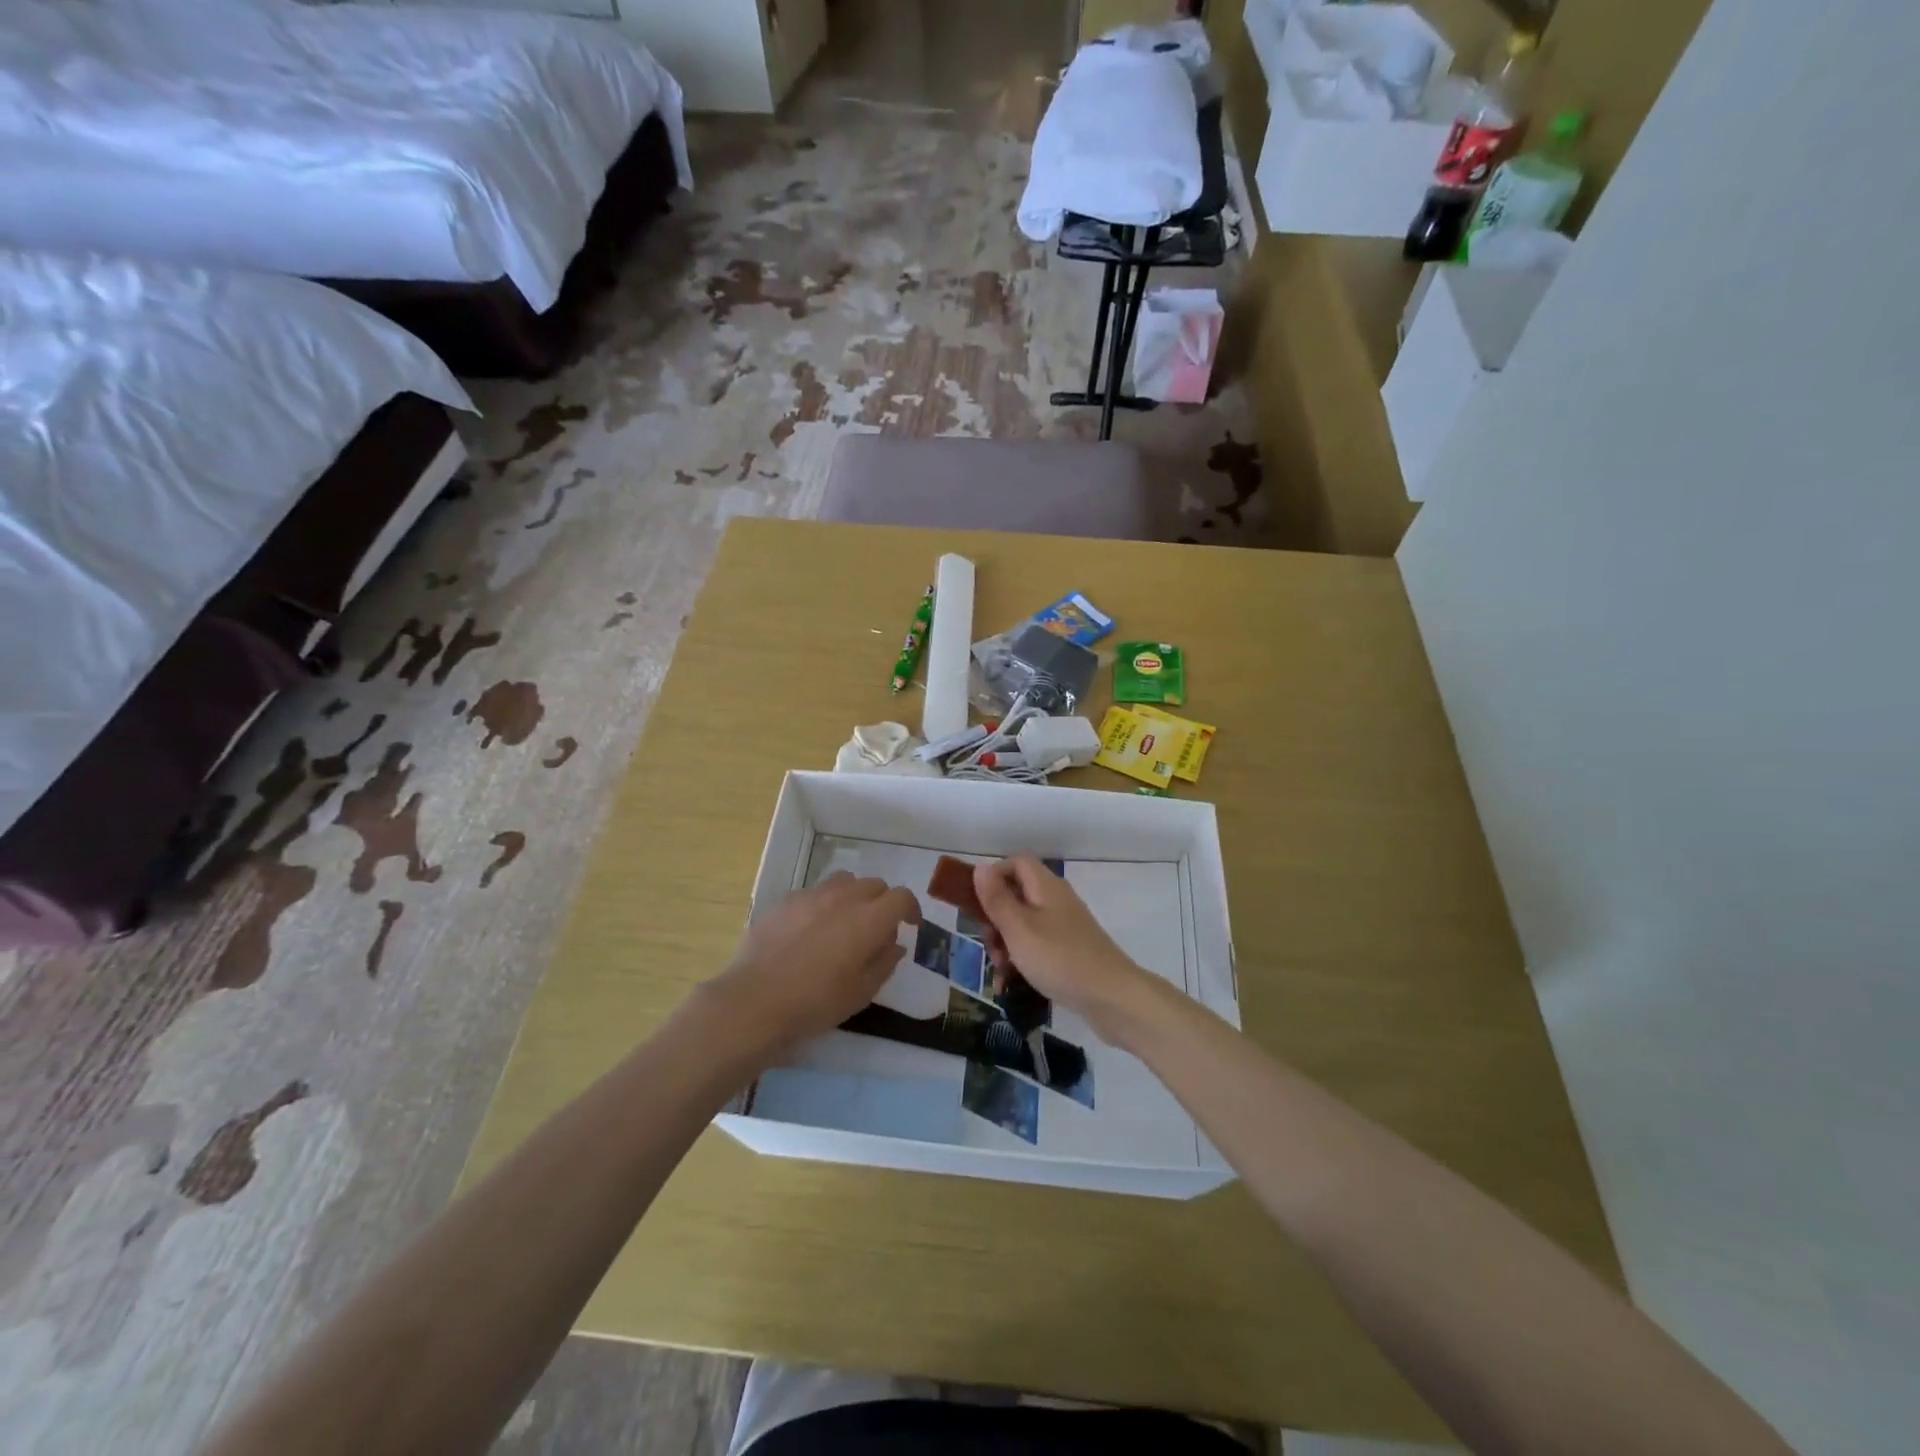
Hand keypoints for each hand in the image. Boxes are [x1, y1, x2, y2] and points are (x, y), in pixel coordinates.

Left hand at [711, 873, 920, 1054]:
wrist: (755, 1001)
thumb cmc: (816, 1002)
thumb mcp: (861, 993)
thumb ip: (884, 963)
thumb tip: (895, 944)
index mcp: (868, 919)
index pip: (901, 897)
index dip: (910, 909)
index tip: (910, 926)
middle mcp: (843, 897)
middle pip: (874, 884)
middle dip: (882, 902)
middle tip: (876, 930)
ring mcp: (811, 895)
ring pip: (844, 881)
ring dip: (853, 896)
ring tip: (844, 922)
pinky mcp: (785, 901)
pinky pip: (814, 893)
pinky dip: (823, 904)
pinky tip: (810, 931)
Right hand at [972, 855, 1154, 1037]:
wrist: (1112, 998)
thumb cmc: (1059, 958)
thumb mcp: (1019, 928)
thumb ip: (997, 899)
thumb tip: (981, 868)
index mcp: (1045, 887)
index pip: (1016, 862)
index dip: (993, 876)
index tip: (976, 903)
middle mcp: (1056, 901)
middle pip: (1016, 896)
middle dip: (995, 920)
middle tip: (989, 945)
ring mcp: (1064, 928)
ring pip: (1023, 926)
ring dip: (1005, 946)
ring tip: (1000, 973)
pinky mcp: (1069, 952)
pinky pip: (1036, 948)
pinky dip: (1021, 962)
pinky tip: (1010, 986)